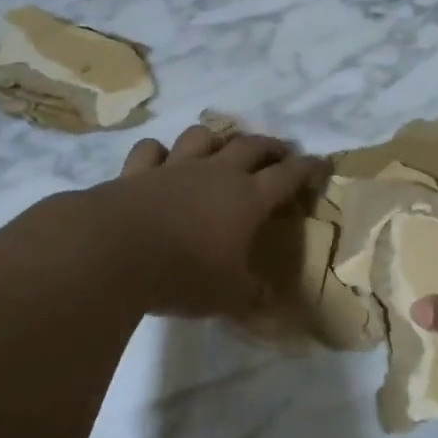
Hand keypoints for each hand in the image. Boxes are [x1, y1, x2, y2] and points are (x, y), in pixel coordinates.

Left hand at [76, 124, 327, 317]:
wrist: (114, 253)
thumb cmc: (183, 274)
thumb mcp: (228, 295)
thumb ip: (252, 296)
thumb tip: (269, 301)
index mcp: (247, 198)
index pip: (289, 176)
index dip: (309, 168)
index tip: (323, 164)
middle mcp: (216, 174)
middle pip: (251, 146)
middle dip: (271, 146)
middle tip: (281, 151)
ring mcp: (175, 168)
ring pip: (202, 137)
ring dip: (216, 139)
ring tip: (221, 148)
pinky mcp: (137, 172)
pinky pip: (152, 150)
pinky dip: (159, 153)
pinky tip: (160, 160)